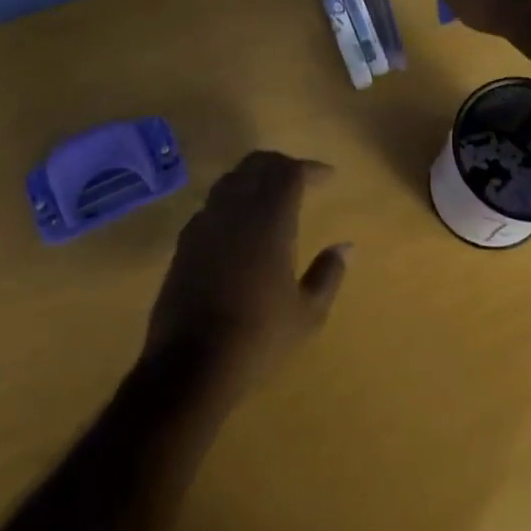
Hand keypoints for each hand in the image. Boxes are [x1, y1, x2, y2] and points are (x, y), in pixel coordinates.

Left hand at [144, 152, 348, 401]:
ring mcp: (205, 224)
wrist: (189, 366)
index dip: (310, 168)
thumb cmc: (258, 338)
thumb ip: (328, 274)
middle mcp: (235, 211)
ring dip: (253, 177)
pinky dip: (230, 200)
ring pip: (230, 180)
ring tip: (270, 194)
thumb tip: (346, 246)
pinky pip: (211, 205)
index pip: (290, 173)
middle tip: (301, 177)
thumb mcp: (307, 314)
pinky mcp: (184, 243)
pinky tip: (239, 223)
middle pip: (256, 165)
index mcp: (269, 221)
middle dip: (281, 164)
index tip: (329, 176)